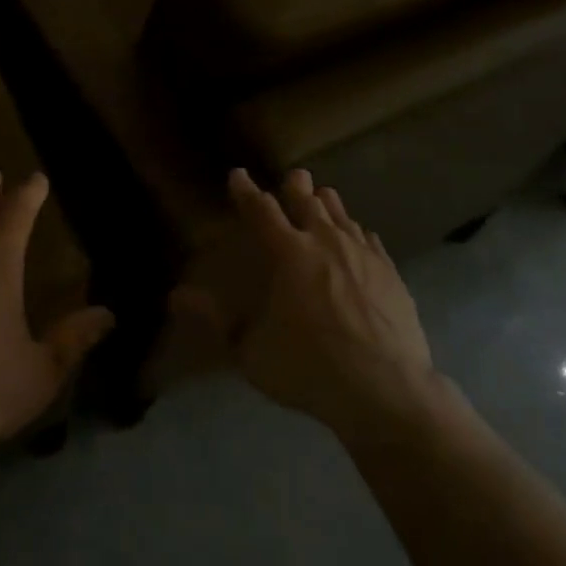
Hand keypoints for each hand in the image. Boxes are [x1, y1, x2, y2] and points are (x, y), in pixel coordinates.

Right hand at [173, 169, 438, 443]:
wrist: (385, 390)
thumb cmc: (309, 368)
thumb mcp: (249, 352)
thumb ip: (214, 320)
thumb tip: (175, 296)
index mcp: (288, 253)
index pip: (261, 211)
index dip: (247, 191)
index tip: (238, 175)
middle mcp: (324, 242)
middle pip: (308, 202)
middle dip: (297, 187)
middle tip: (294, 177)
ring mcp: (362, 255)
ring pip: (342, 215)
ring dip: (328, 204)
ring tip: (324, 196)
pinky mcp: (390, 272)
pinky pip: (370, 240)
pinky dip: (358, 232)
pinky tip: (360, 236)